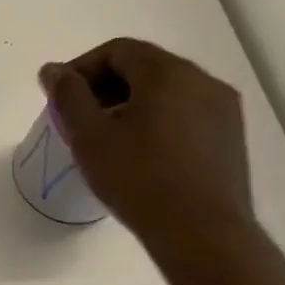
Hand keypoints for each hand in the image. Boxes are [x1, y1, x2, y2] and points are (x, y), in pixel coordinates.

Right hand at [39, 37, 254, 250]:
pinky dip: (156, 120)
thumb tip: (54, 70)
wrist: (202, 234)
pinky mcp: (230, 138)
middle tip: (78, 117)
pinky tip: (140, 153)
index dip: (82, 68)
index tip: (60, 97)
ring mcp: (223, 110)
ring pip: (166, 91)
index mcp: (168, 73)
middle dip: (105, 86)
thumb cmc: (139, 179)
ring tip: (107, 138)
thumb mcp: (89, 136)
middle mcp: (203, 81)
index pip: (118, 50)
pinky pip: (185, 113)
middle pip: (144, 67)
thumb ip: (68, 96)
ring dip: (130, 104)